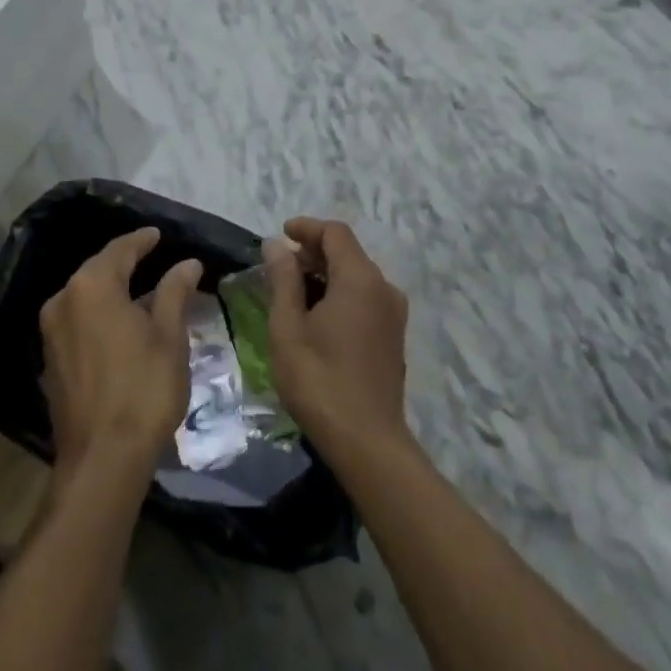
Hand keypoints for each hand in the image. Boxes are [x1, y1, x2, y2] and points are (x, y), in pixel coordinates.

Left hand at [40, 228, 202, 477]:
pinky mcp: (51, 359)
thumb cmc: (143, 389)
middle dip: (125, 262)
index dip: (142, 240)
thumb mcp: (169, 336)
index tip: (158, 234)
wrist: (102, 460)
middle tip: (151, 256)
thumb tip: (187, 263)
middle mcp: (64, 300)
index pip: (120, 250)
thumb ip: (175, 292)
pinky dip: (100, 314)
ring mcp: (52, 332)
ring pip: (86, 296)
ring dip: (112, 289)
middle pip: (98, 270)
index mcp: (92, 286)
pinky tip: (121, 322)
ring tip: (142, 289)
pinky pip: (78, 320)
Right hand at [265, 217, 411, 461]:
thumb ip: (283, 280)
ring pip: (357, 276)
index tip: (280, 234)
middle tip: (280, 267)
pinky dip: (341, 293)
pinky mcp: (394, 336)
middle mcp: (383, 287)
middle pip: (348, 252)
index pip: (335, 233)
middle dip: (313, 252)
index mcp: (360, 279)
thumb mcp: (288, 327)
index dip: (307, 227)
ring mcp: (393, 313)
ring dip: (326, 274)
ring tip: (294, 292)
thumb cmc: (319, 380)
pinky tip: (318, 316)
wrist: (367, 442)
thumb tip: (276, 245)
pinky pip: (366, 297)